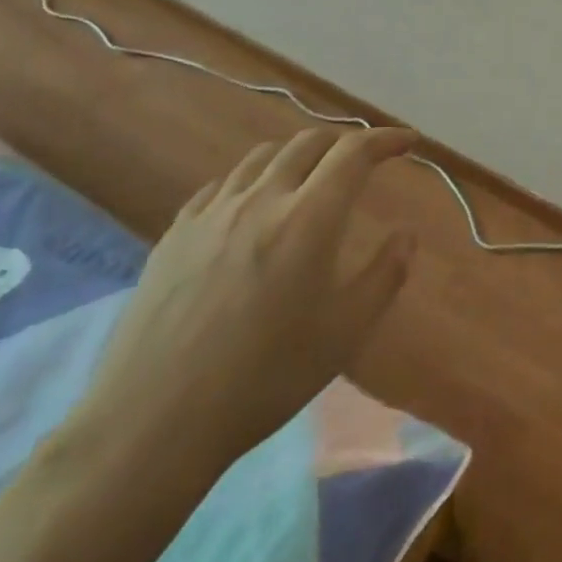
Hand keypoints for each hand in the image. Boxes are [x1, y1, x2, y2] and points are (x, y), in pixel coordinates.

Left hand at [69, 127, 417, 483]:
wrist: (154, 421)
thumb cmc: (265, 377)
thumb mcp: (345, 332)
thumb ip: (385, 274)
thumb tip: (406, 235)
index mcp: (308, 219)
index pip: (354, 153)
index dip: (385, 139)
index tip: (407, 141)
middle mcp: (261, 199)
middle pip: (308, 143)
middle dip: (344, 141)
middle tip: (364, 159)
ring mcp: (212, 213)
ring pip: (262, 157)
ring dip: (297, 154)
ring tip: (310, 175)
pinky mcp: (175, 234)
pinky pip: (221, 185)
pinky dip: (252, 179)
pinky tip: (251, 205)